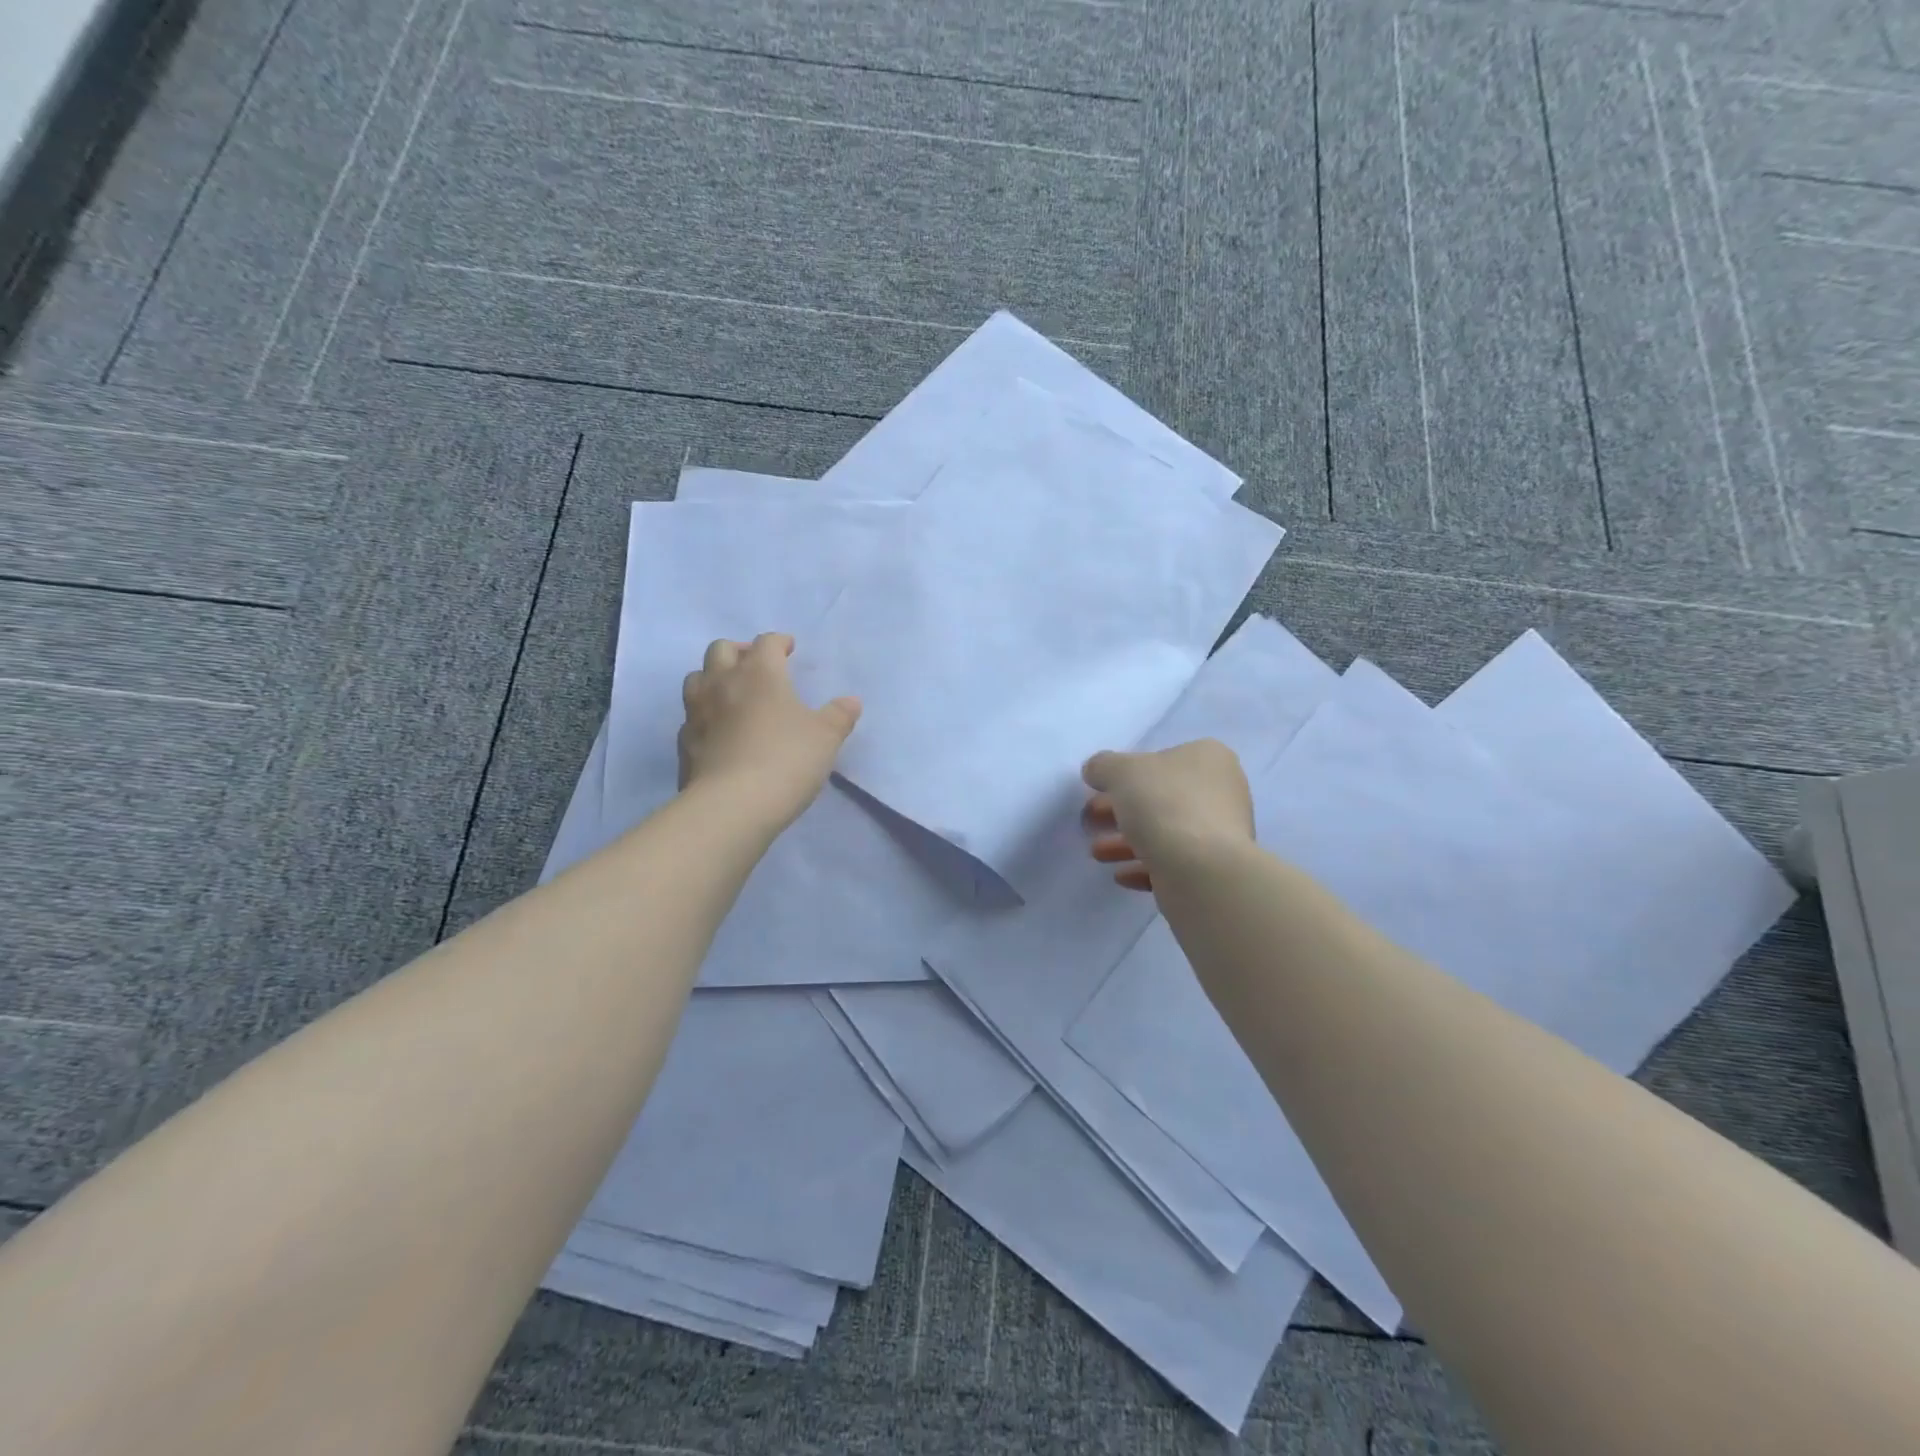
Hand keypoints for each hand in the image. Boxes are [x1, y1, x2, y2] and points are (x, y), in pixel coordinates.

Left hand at [678, 634, 861, 830]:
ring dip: (713, 678)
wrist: (732, 805)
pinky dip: (704, 715)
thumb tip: (850, 701)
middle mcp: (722, 683)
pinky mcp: (684, 742)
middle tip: (756, 665)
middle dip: (740, 651)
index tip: (789, 649)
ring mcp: (697, 712)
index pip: (766, 643)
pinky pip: (691, 716)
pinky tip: (718, 730)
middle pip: (721, 650)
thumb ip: (839, 715)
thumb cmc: (786, 760)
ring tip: (731, 693)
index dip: (779, 642)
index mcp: (760, 673)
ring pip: (696, 678)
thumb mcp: (826, 737)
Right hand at [1081, 739, 1253, 890]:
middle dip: (1120, 810)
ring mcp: (1220, 834)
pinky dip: (1144, 866)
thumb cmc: (1165, 805)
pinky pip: (1172, 863)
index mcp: (1209, 758)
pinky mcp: (1213, 870)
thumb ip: (1103, 766)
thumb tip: (1096, 770)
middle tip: (1090, 820)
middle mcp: (1222, 792)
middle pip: (1160, 797)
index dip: (1125, 773)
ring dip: (1126, 841)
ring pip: (1164, 832)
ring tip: (1097, 853)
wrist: (1203, 872)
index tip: (1098, 789)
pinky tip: (1121, 875)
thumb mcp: (1121, 771)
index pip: (1162, 759)